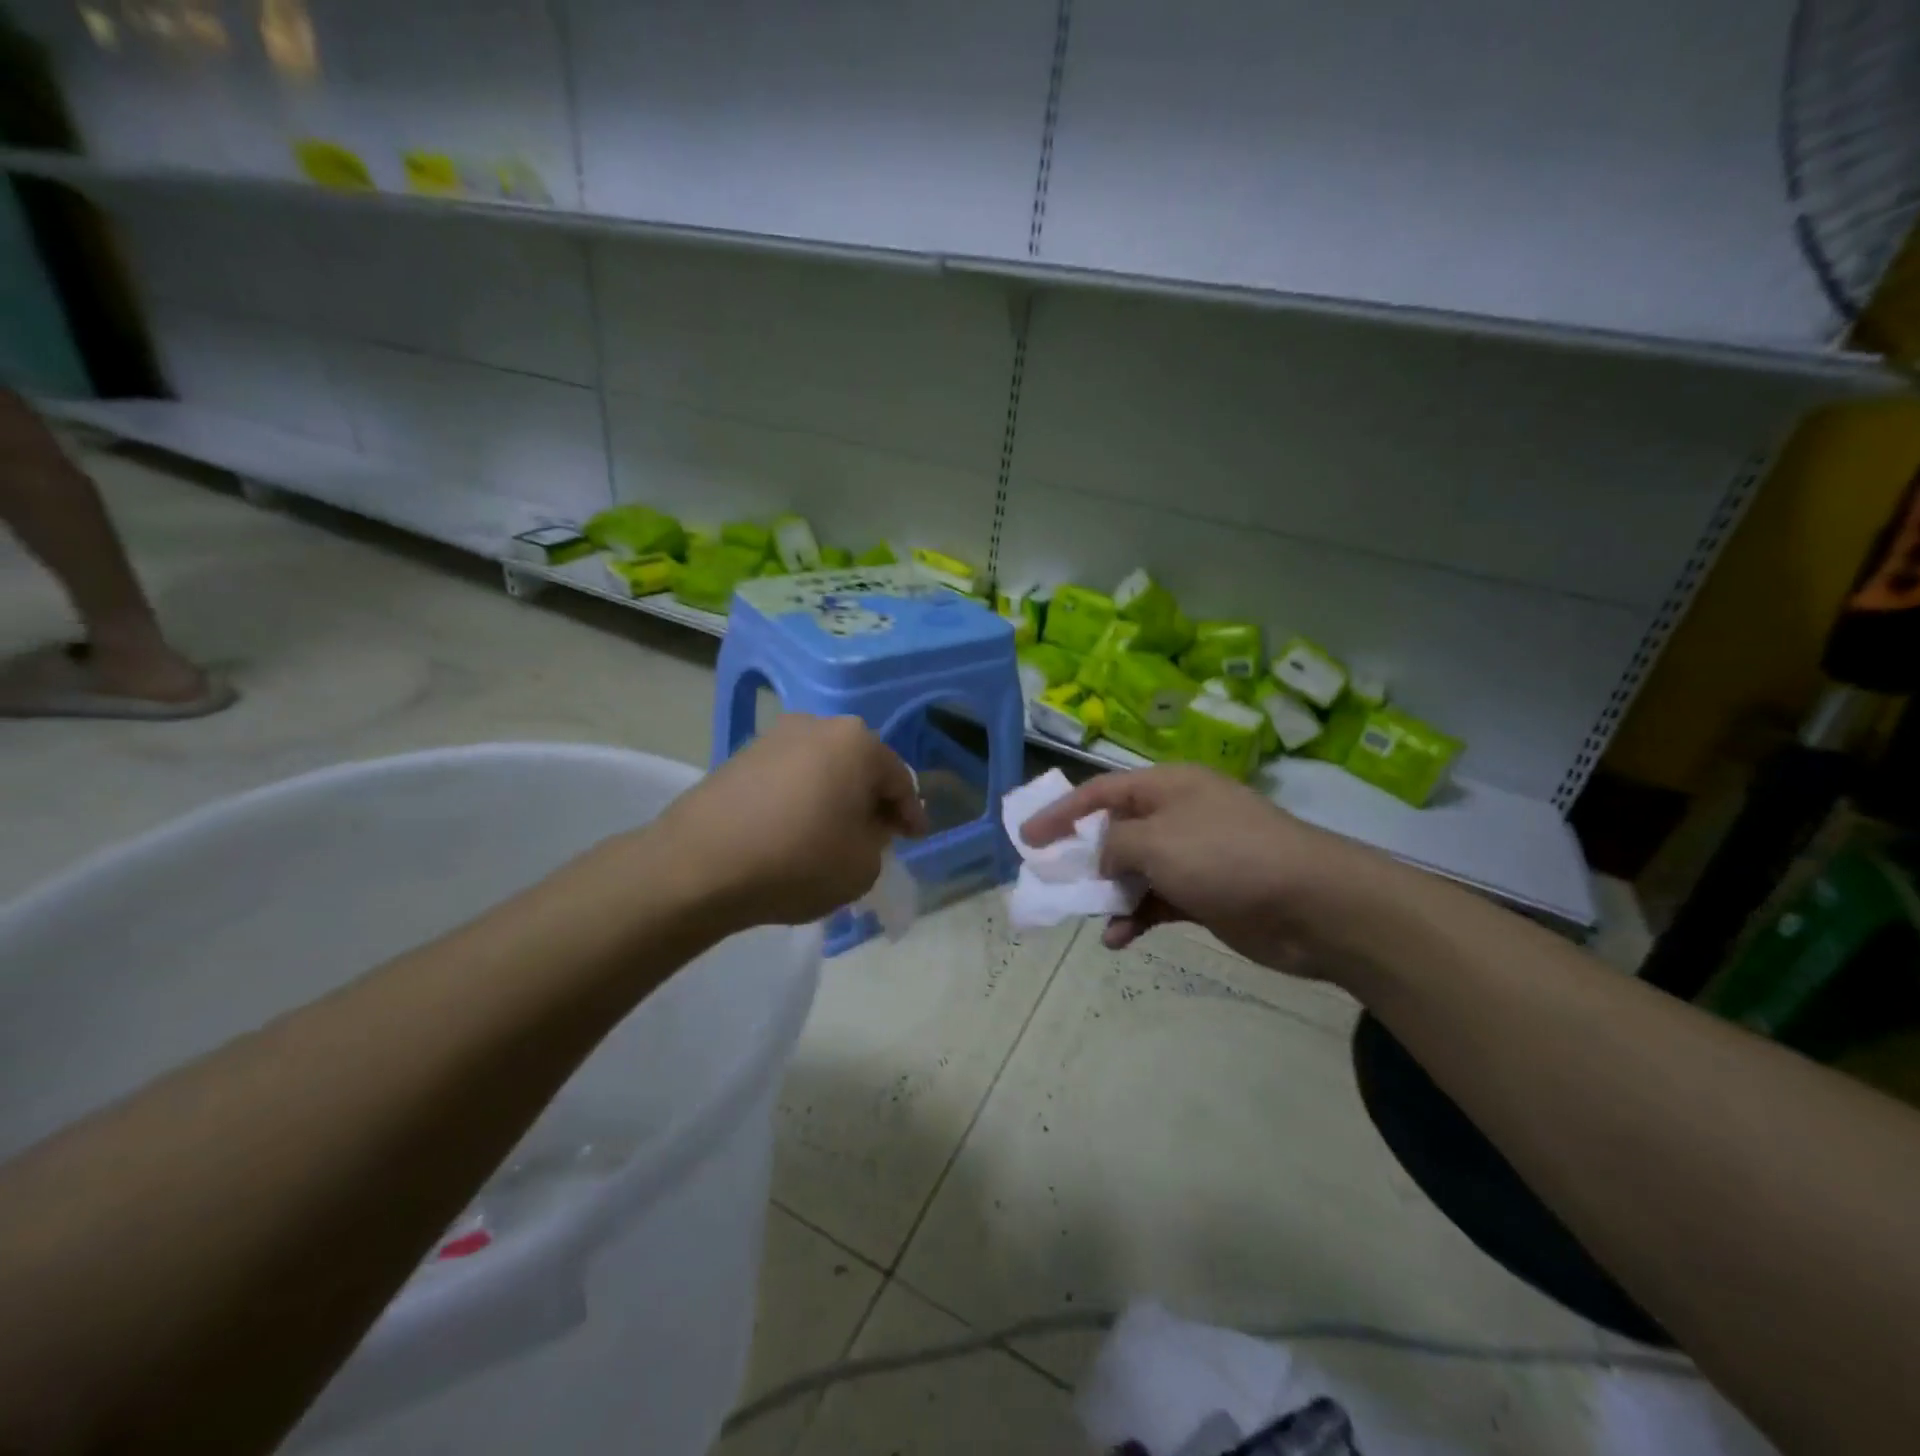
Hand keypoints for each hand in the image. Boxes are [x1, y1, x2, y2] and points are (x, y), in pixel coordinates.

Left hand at [654, 715, 927, 932]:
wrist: (699, 865)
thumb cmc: (797, 861)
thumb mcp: (862, 866)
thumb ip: (878, 841)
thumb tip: (863, 827)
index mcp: (857, 742)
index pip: (899, 779)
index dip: (911, 813)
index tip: (915, 838)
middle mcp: (818, 725)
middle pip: (860, 766)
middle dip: (872, 800)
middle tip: (878, 834)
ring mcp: (774, 737)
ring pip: (823, 768)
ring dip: (835, 797)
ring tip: (834, 834)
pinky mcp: (740, 755)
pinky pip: (789, 777)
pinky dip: (801, 799)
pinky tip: (796, 829)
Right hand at [1019, 765, 1402, 976]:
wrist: (1312, 905)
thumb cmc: (1226, 857)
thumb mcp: (1157, 841)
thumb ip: (1114, 845)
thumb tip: (1101, 860)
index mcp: (1167, 786)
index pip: (1100, 791)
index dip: (1061, 812)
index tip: (1027, 838)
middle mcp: (1178, 815)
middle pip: (1116, 830)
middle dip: (1083, 856)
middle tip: (1051, 879)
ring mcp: (1194, 856)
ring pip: (1134, 870)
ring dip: (1108, 893)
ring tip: (1084, 914)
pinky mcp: (1205, 895)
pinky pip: (1157, 901)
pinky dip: (1136, 917)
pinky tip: (1119, 939)